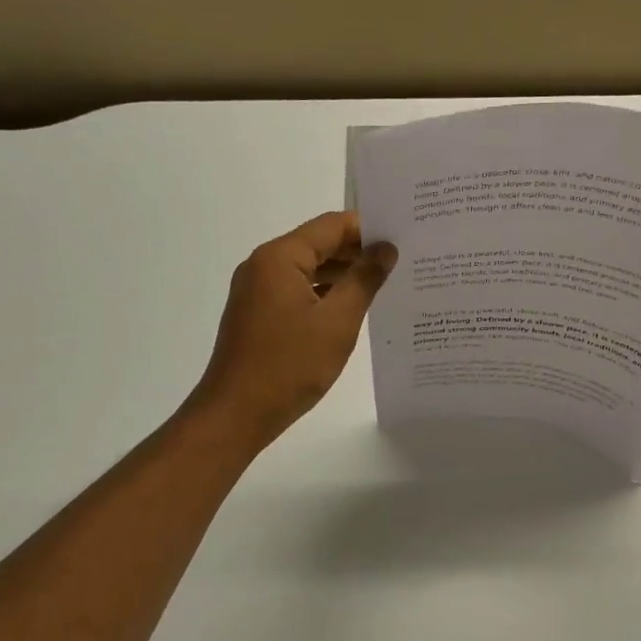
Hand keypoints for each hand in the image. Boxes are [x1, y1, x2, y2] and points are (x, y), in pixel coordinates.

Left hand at [188, 211, 396, 449]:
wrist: (236, 414)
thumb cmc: (289, 365)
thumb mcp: (337, 321)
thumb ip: (364, 279)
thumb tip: (385, 248)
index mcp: (280, 257)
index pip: (331, 226)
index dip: (368, 228)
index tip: (404, 237)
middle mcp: (264, 265)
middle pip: (319, 244)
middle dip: (358, 251)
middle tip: (403, 259)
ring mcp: (258, 291)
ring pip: (309, 269)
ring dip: (343, 274)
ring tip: (386, 282)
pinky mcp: (258, 314)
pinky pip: (298, 291)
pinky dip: (325, 294)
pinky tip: (353, 307)